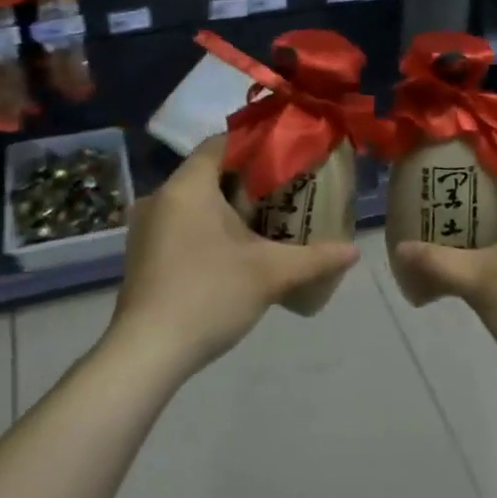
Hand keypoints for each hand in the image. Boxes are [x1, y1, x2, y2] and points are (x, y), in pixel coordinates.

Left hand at [109, 137, 358, 374]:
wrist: (147, 353)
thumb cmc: (209, 296)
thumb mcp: (270, 274)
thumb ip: (315, 258)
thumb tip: (354, 252)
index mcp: (187, 187)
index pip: (221, 143)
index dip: (256, 145)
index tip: (287, 156)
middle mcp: (160, 197)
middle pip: (209, 173)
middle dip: (248, 180)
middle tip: (286, 191)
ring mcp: (146, 228)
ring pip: (194, 201)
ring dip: (228, 207)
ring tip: (267, 222)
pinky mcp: (143, 255)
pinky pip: (181, 224)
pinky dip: (208, 228)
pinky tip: (234, 252)